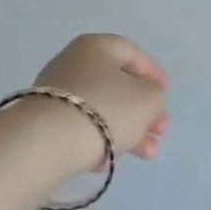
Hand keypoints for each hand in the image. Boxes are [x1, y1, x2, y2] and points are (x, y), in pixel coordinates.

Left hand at [28, 33, 170, 168]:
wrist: (45, 143)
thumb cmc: (104, 109)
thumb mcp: (146, 100)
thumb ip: (155, 95)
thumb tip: (147, 97)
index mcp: (97, 46)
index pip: (132, 52)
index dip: (153, 73)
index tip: (166, 94)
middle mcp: (73, 62)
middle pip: (117, 85)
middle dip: (143, 111)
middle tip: (160, 132)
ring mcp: (55, 92)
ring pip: (101, 109)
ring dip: (127, 131)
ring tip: (147, 155)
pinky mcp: (44, 121)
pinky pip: (80, 127)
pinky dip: (98, 141)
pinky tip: (107, 162)